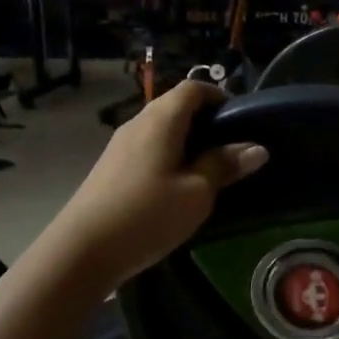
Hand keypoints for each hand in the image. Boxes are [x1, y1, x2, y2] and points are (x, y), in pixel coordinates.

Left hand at [48, 83, 267, 287]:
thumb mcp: (197, 193)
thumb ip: (224, 165)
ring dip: (187, 143)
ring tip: (208, 173)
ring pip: (161, 131)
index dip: (220, 97)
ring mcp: (120, 146)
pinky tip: (177, 188)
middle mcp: (138, 123)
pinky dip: (168, 158)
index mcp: (161, 119)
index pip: (193, 88)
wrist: (82, 250)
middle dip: (206, 123)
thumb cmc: (147, 214)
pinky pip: (148, 150)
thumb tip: (256, 148)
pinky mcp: (111, 168)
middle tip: (231, 152)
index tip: (241, 123)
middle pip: (176, 107)